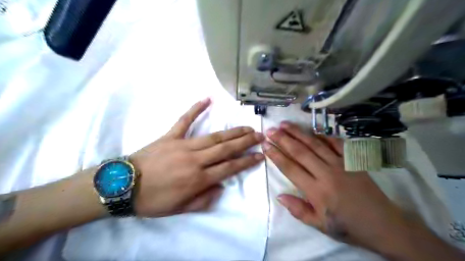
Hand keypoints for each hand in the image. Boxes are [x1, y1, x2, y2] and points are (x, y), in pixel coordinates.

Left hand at [129, 99, 264, 216]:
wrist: (122, 186)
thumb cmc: (152, 200)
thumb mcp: (180, 209)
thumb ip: (204, 200)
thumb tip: (221, 187)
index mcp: (198, 179)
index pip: (229, 168)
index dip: (246, 161)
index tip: (260, 155)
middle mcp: (195, 160)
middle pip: (226, 149)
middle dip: (245, 142)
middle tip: (259, 135)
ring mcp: (183, 145)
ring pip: (213, 136)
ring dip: (232, 131)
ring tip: (246, 127)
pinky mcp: (170, 136)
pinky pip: (184, 120)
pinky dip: (195, 109)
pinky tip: (207, 99)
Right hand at [261, 122, 417, 252]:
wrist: (383, 224)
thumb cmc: (347, 225)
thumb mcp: (319, 225)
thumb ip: (298, 210)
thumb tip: (279, 195)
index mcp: (316, 191)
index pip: (290, 168)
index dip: (276, 155)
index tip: (265, 145)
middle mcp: (326, 174)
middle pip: (300, 152)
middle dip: (283, 139)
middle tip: (270, 130)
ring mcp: (340, 164)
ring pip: (314, 144)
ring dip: (298, 133)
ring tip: (285, 125)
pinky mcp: (352, 161)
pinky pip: (336, 143)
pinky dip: (324, 135)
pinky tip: (313, 129)